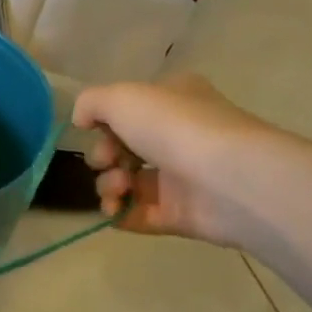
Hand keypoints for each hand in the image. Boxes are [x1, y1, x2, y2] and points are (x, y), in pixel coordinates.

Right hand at [72, 74, 277, 246]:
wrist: (231, 179)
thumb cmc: (176, 127)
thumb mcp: (121, 97)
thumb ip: (90, 102)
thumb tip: (81, 121)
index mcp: (173, 100)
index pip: (129, 109)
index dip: (104, 122)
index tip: (93, 130)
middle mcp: (179, 136)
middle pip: (122, 148)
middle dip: (103, 156)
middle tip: (108, 161)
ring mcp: (181, 177)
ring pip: (127, 181)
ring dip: (109, 185)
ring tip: (118, 189)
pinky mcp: (181, 214)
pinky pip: (138, 214)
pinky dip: (120, 213)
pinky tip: (114, 211)